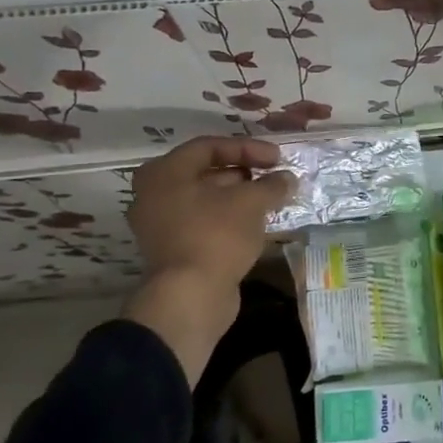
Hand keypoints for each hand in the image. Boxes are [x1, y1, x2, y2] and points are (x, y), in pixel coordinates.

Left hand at [121, 136, 296, 378]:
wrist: (191, 296)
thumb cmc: (216, 235)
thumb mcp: (251, 202)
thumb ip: (272, 184)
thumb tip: (287, 179)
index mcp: (165, 172)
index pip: (210, 146)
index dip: (248, 148)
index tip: (277, 158)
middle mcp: (155, 193)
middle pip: (206, 172)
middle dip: (244, 173)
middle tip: (273, 178)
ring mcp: (160, 223)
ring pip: (206, 199)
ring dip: (239, 197)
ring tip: (271, 201)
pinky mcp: (173, 249)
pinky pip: (204, 222)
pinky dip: (229, 218)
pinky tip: (257, 224)